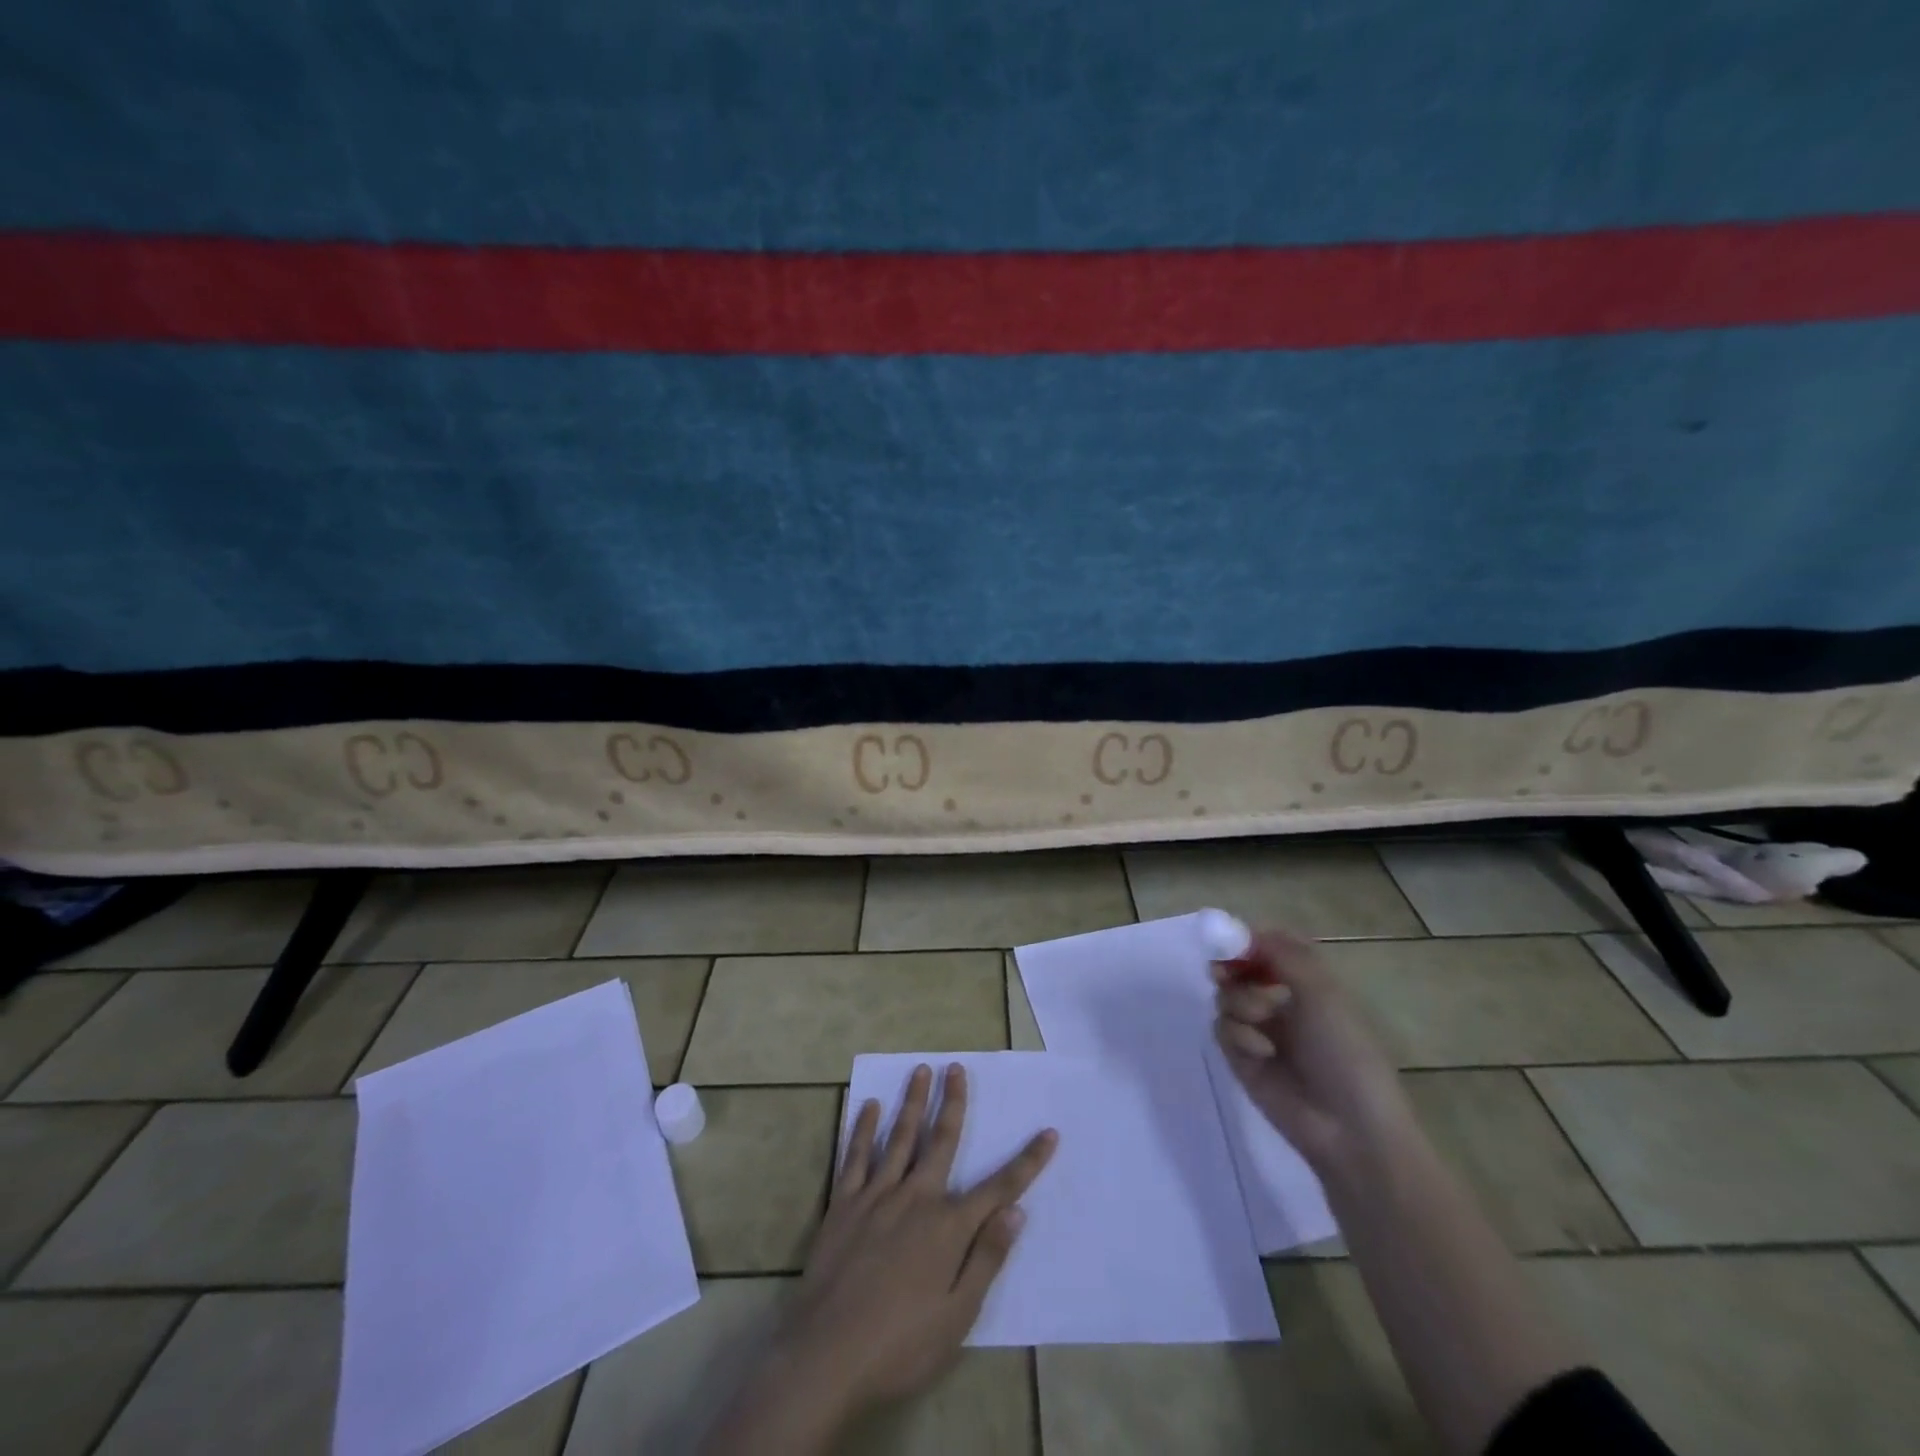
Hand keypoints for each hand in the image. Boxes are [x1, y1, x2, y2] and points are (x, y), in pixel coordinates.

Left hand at [782, 1063, 1056, 1416]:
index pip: (998, 1188)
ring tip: (920, 1070)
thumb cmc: (900, 1346)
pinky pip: (856, 1156)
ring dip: (912, 1102)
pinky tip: (869, 1107)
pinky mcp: (843, 1204)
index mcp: (947, 1227)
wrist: (827, 1355)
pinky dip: (863, 1128)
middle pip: (941, 1141)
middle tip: (956, 1067)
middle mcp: (915, 1198)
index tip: (1049, 1133)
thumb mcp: (957, 1317)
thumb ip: (986, 1259)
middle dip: (952, 1102)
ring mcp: (876, 1196)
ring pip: (899, 1137)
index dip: (1027, 1161)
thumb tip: (1017, 1212)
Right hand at [1213, 928, 1410, 1173]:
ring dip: (1240, 1002)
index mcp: (1305, 982)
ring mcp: (1258, 1029)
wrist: (1347, 1126)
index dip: (1247, 940)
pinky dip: (1238, 1034)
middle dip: (1231, 967)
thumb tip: (1246, 930)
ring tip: (1262, 1022)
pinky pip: (1221, 1028)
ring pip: (1225, 996)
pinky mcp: (1240, 1057)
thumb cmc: (1344, 1051)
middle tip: (1224, 972)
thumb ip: (1283, 953)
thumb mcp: (1323, 992)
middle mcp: (1279, 1001)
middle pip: (1238, 967)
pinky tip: (1261, 1052)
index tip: (1233, 941)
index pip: (1267, 946)